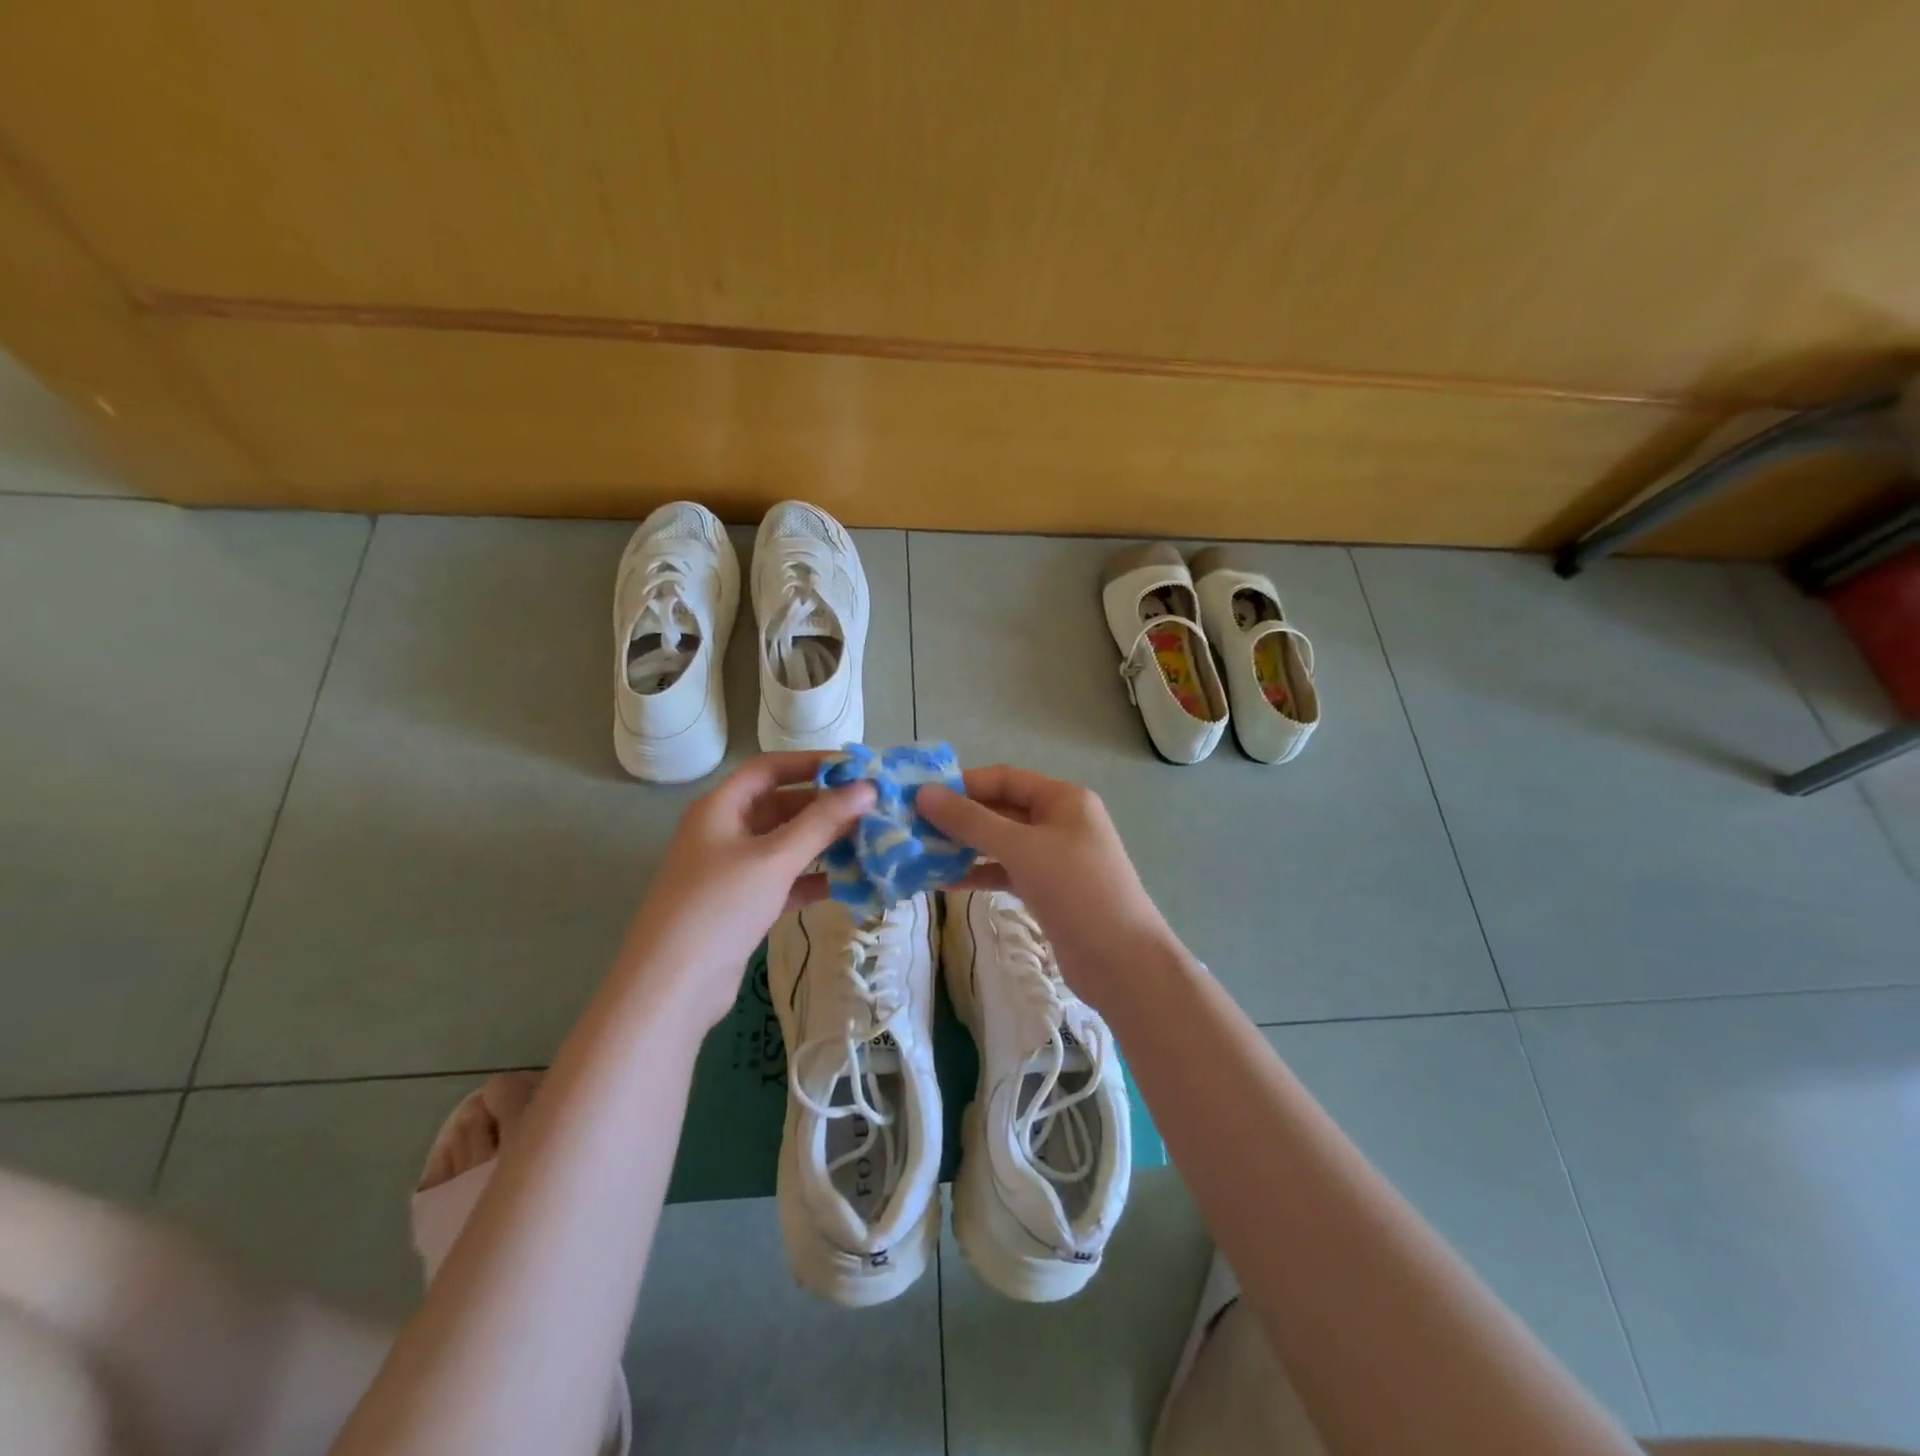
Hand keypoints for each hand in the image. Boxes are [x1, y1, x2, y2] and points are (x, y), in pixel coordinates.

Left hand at [619, 752, 875, 1027]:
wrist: (671, 987)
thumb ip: (823, 822)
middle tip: (873, 810)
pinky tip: (849, 882)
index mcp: (720, 808)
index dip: (811, 763)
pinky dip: (813, 878)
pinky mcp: (741, 905)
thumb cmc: (720, 906)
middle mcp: (723, 832)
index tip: (856, 768)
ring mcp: (731, 870)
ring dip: (823, 843)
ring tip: (870, 843)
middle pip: (780, 806)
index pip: (770, 768)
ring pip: (785, 844)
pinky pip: (784, 880)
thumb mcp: (774, 858)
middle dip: (825, 807)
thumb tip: (869, 788)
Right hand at [916, 765, 1175, 1009]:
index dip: (963, 785)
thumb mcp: (1021, 848)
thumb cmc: (1076, 890)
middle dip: (959, 818)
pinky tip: (945, 882)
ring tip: (921, 854)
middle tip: (913, 827)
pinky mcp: (1048, 890)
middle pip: (1001, 809)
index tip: (920, 796)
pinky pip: (1007, 872)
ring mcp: (1055, 858)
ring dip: (965, 847)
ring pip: (1001, 843)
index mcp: (1063, 799)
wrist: (1123, 962)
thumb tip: (924, 794)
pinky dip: (979, 874)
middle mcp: (1060, 821)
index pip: (1004, 778)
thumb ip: (971, 821)